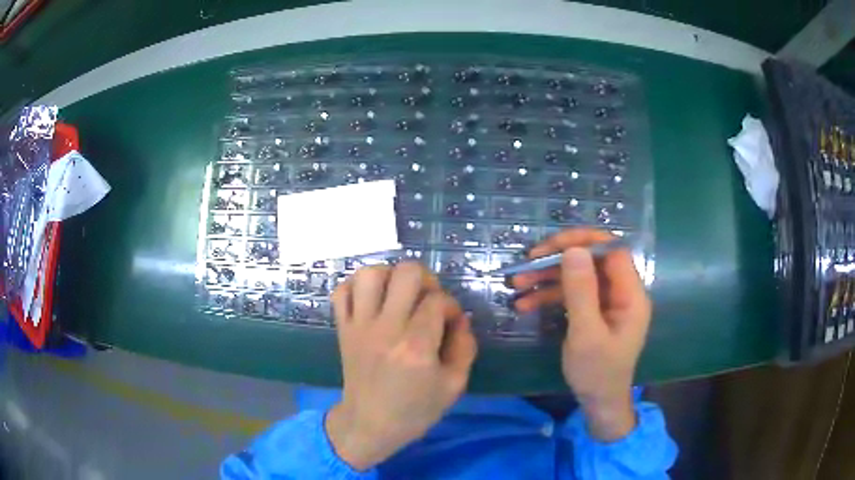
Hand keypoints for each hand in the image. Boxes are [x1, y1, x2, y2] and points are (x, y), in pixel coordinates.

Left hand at [326, 262, 477, 469]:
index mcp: (416, 347)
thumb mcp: (455, 385)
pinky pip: (341, 291)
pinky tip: (372, 300)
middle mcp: (385, 329)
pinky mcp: (342, 328)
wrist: (369, 424)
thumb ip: (465, 347)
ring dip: (390, 276)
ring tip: (399, 294)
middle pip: (406, 273)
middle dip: (426, 279)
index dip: (451, 307)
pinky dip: (356, 286)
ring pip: (370, 274)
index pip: (438, 301)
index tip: (451, 323)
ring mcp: (359, 326)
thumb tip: (460, 318)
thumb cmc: (415, 410)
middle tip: (428, 300)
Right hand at [513, 229, 651, 440]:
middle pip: (592, 260)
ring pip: (578, 276)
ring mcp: (607, 302)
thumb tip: (573, 250)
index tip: (551, 247)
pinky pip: (572, 294)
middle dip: (558, 259)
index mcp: (630, 294)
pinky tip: (525, 304)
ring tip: (516, 285)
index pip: (612, 250)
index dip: (584, 241)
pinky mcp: (594, 312)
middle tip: (527, 263)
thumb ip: (581, 292)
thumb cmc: (597, 373)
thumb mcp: (586, 334)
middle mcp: (621, 292)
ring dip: (548, 278)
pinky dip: (549, 296)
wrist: (598, 403)